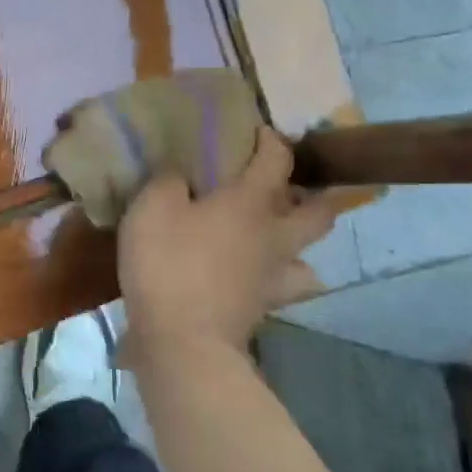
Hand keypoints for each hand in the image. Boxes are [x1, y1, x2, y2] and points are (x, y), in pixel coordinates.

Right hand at [118, 127, 342, 356]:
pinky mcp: (265, 307)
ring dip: (303, 240)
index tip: (261, 131)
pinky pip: (287, 288)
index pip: (277, 160)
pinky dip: (281, 278)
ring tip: (280, 234)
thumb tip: (180, 173)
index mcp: (251, 202)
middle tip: (292, 186)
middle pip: (319, 210)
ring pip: (310, 253)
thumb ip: (168, 181)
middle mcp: (274, 235)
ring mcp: (275, 275)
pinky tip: (262, 276)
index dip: (272, 141)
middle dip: (314, 193)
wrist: (182, 339)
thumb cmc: (168, 263)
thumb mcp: (152, 207)